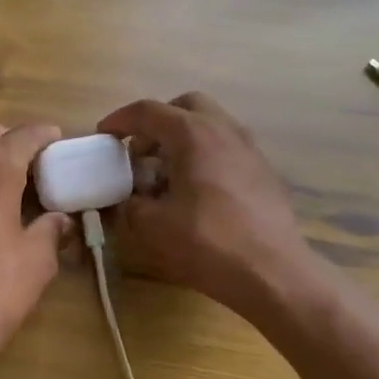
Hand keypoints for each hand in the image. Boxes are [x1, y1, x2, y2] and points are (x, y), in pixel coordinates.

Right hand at [98, 92, 316, 317]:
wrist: (275, 272)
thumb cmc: (209, 243)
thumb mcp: (154, 226)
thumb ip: (131, 204)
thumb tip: (128, 198)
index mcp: (192, 133)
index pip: (147, 111)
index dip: (120, 120)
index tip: (103, 135)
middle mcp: (223, 129)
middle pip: (185, 106)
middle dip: (158, 121)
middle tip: (140, 151)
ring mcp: (249, 147)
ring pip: (210, 123)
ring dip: (184, 137)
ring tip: (168, 172)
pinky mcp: (264, 170)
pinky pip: (227, 146)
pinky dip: (206, 153)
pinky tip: (198, 189)